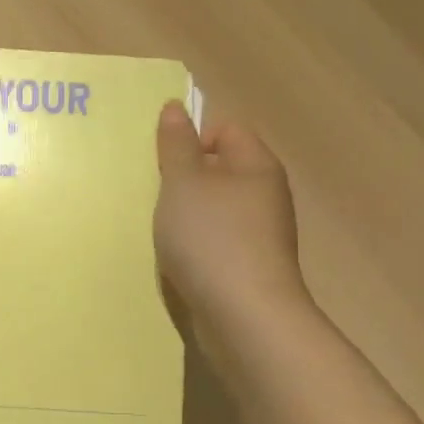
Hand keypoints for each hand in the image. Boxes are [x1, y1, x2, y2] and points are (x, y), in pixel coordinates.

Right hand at [154, 102, 307, 319]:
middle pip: (220, 170)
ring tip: (164, 232)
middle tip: (157, 195)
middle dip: (185, 180)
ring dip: (188, 216)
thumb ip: (176, 143)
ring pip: (217, 209)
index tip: (165, 165)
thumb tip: (175, 107)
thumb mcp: (183, 182)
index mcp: (257, 165)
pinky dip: (198, 247)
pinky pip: (219, 242)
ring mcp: (262, 234)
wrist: (245, 316)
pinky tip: (180, 262)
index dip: (192, 138)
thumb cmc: (212, 238)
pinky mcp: (252, 268)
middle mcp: (266, 195)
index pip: (226, 129)